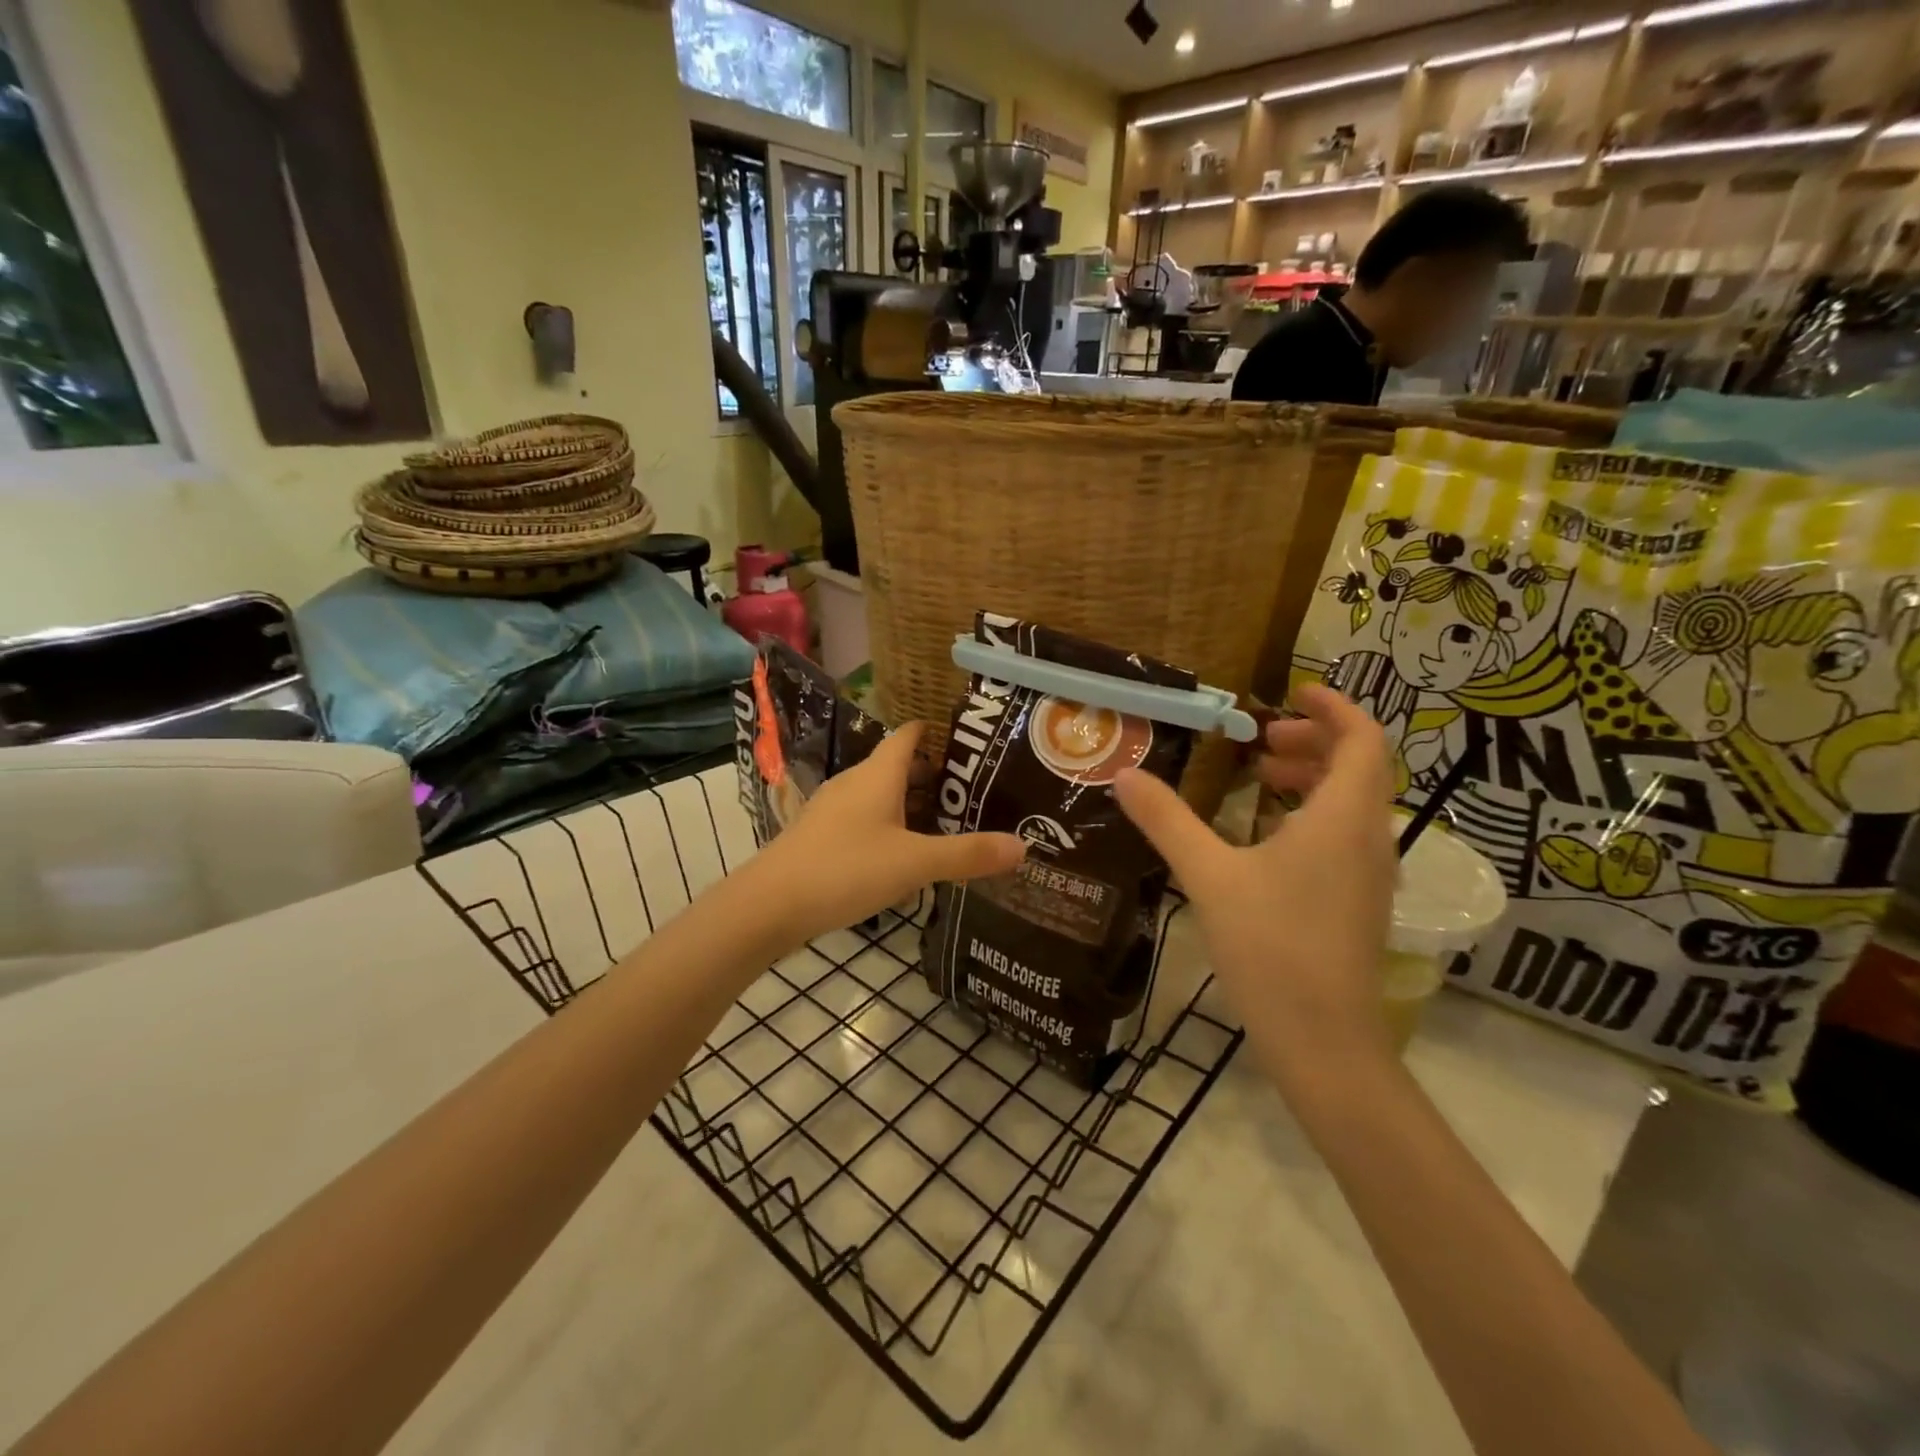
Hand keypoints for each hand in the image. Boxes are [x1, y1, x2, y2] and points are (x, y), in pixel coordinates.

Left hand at [745, 723, 1024, 946]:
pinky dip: (889, 827)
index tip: (971, 742)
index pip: (909, 735)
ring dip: (911, 805)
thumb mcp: (914, 864)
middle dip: (933, 776)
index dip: (937, 732)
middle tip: (973, 793)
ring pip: (880, 795)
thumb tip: (1024, 847)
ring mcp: (832, 809)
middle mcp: (854, 783)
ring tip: (946, 825)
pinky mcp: (820, 836)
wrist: (769, 905)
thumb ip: (968, 855)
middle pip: (898, 766)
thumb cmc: (845, 869)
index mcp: (878, 775)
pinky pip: (864, 820)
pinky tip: (903, 857)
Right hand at [1113, 684, 1397, 1076]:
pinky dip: (1312, 813)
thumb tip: (1124, 775)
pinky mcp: (1360, 901)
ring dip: (1312, 777)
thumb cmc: (1272, 947)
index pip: (1363, 739)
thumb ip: (1167, 821)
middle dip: (1312, 740)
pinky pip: (1345, 834)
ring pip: (1353, 802)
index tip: (1291, 691)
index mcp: (1343, 818)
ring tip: (1259, 778)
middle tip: (1260, 740)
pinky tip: (1265, 835)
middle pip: (1359, 766)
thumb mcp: (1209, 876)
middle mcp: (1369, 838)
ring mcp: (1370, 873)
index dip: (1333, 706)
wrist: (1323, 1041)